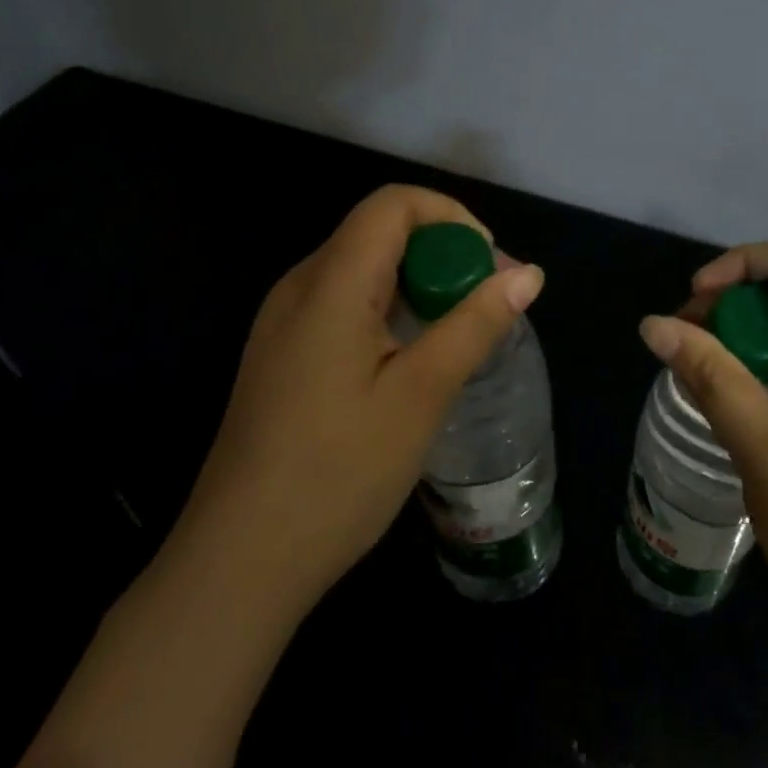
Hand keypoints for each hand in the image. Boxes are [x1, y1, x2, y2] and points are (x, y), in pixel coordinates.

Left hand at [179, 185, 544, 611]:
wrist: (238, 563)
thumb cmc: (336, 475)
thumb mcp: (420, 396)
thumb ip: (475, 324)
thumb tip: (529, 274)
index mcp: (330, 284)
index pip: (393, 204)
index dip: (451, 218)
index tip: (488, 269)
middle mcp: (300, 287)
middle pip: (380, 232)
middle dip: (443, 254)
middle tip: (486, 309)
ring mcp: (284, 321)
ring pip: (365, 268)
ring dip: (420, 285)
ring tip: (457, 337)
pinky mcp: (283, 352)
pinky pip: (345, 303)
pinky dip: (391, 310)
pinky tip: (411, 362)